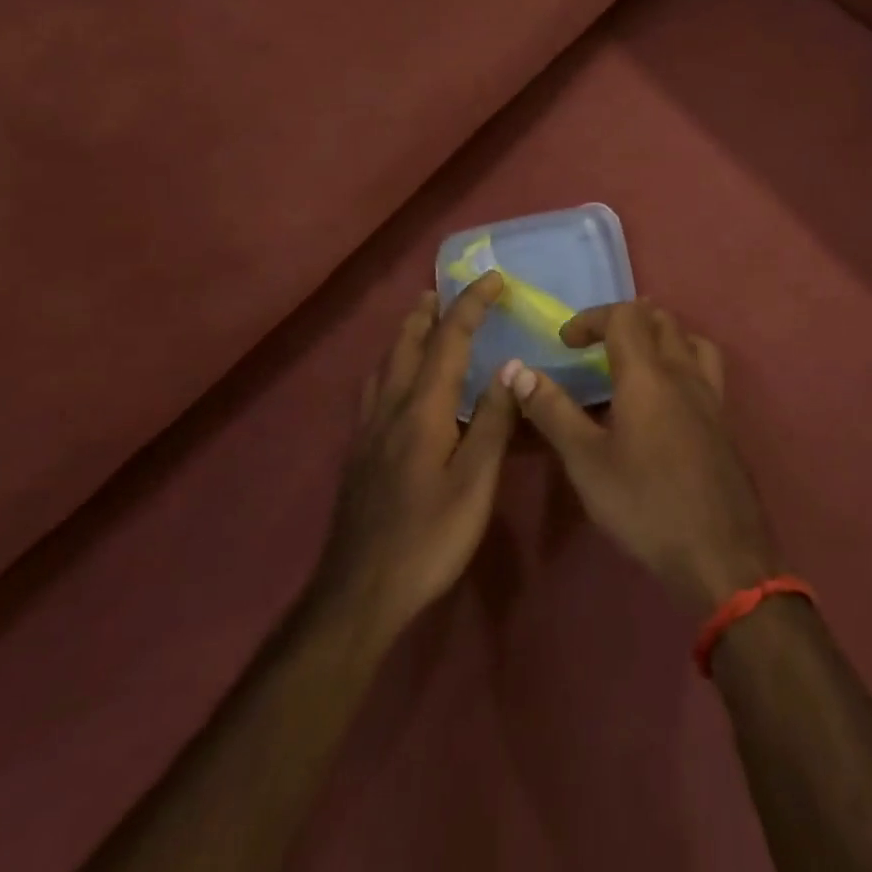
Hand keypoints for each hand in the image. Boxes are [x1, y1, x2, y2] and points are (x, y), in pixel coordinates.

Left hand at [308, 274, 516, 646]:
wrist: (359, 593)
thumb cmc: (428, 538)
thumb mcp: (474, 483)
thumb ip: (493, 422)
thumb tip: (512, 366)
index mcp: (422, 410)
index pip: (449, 340)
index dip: (471, 304)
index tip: (494, 278)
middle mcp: (390, 408)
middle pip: (406, 343)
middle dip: (429, 311)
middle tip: (446, 290)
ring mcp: (368, 430)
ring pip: (385, 364)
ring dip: (406, 334)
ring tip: (421, 322)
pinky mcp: (359, 452)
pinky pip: (375, 388)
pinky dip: (391, 365)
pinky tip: (396, 383)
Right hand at [506, 300, 779, 615]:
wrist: (720, 554)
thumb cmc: (645, 505)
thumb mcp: (587, 462)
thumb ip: (553, 411)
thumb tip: (517, 370)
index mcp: (648, 375)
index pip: (624, 316)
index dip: (592, 318)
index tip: (566, 342)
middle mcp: (684, 373)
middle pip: (660, 319)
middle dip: (623, 320)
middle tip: (596, 346)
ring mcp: (711, 396)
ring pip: (689, 339)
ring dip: (659, 335)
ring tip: (634, 361)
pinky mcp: (724, 421)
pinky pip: (705, 368)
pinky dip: (681, 361)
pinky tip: (666, 400)